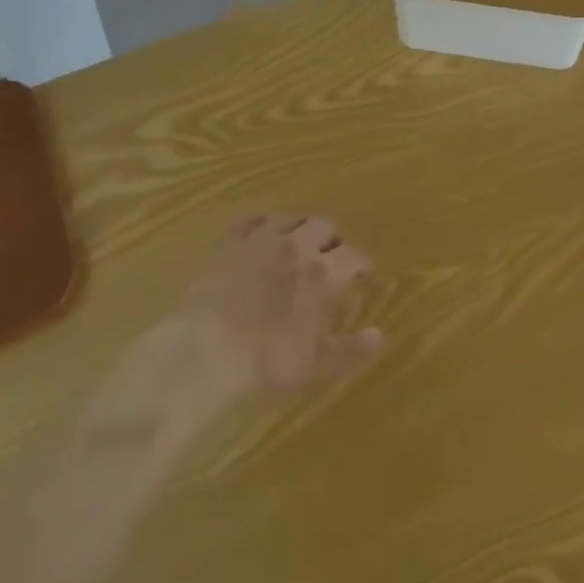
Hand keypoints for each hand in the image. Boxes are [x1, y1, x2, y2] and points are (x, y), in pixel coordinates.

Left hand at [171, 214, 381, 397]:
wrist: (205, 349)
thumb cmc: (265, 360)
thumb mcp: (315, 364)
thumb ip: (350, 349)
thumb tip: (379, 335)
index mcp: (324, 274)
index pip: (355, 256)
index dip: (362, 265)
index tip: (361, 276)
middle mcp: (298, 246)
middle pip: (325, 226)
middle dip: (332, 240)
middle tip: (329, 259)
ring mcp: (262, 238)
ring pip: (292, 218)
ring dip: (300, 228)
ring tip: (297, 245)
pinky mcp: (232, 240)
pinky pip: (254, 218)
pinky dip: (264, 223)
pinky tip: (262, 235)